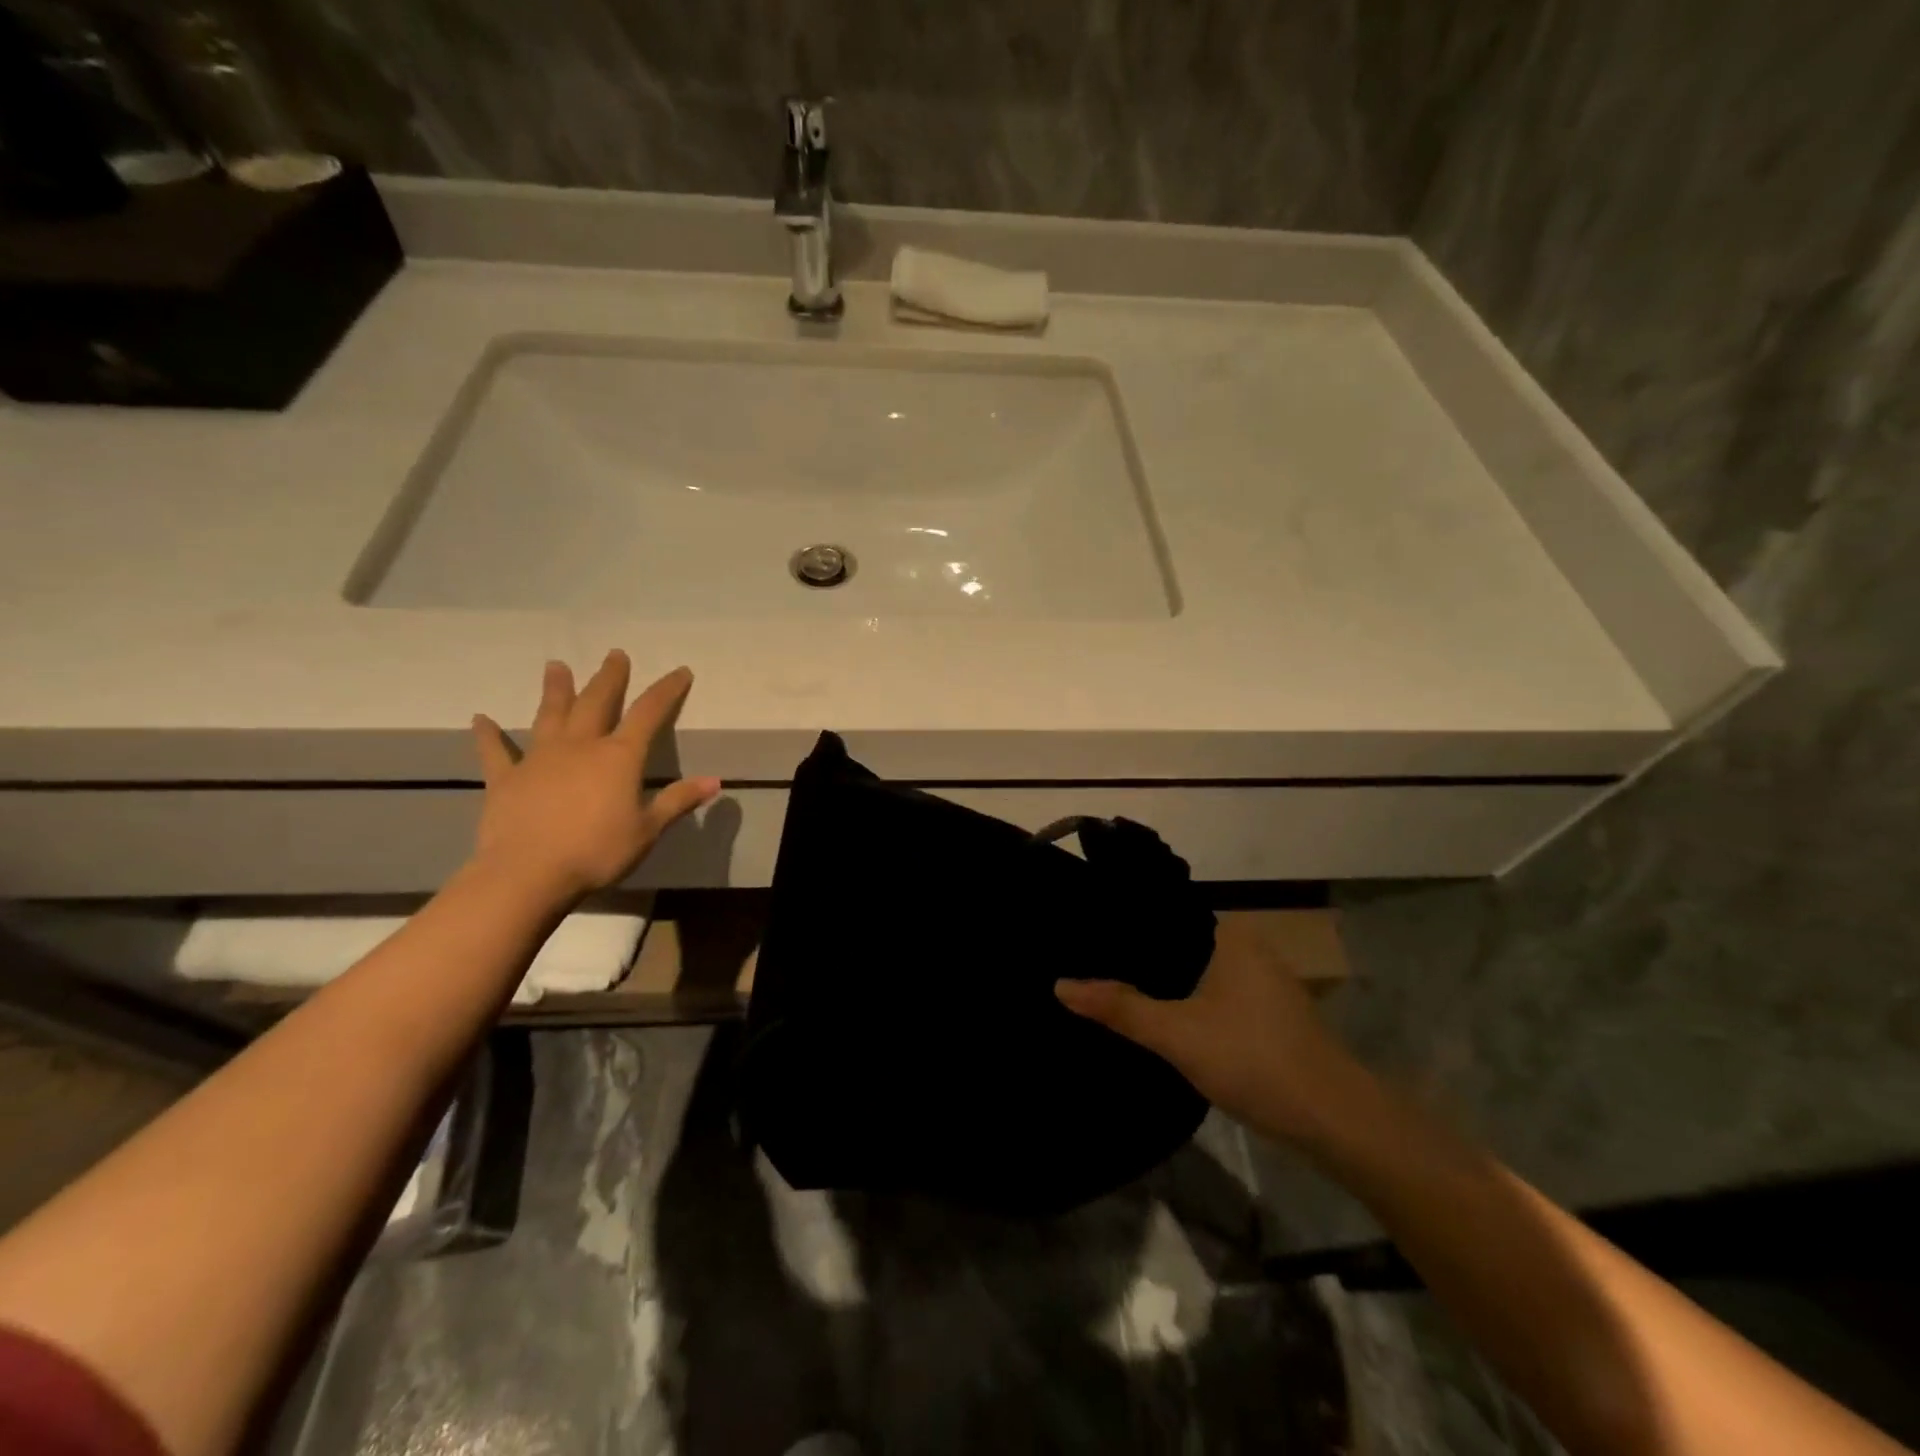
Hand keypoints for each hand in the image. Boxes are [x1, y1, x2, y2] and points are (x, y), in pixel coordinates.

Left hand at [469, 651, 720, 904]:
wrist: (527, 874)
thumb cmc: (597, 852)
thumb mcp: (647, 830)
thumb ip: (677, 801)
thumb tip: (714, 781)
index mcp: (619, 757)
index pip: (649, 713)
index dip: (667, 690)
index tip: (680, 671)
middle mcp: (580, 746)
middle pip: (597, 702)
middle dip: (610, 678)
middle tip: (615, 654)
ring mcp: (539, 759)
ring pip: (550, 715)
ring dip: (555, 690)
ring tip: (556, 666)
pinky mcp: (506, 779)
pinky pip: (496, 752)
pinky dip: (488, 735)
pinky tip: (480, 719)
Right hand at [1055, 915, 1366, 1145]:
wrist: (1335, 1121)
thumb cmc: (1254, 1060)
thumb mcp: (1176, 1034)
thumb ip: (1119, 1008)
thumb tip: (1059, 985)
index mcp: (1229, 934)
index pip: (1164, 914)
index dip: (1124, 925)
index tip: (1083, 935)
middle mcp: (1248, 947)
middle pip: (1178, 946)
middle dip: (1138, 957)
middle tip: (1086, 963)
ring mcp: (1263, 982)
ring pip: (1196, 973)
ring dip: (1163, 984)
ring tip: (1111, 986)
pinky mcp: (1268, 1015)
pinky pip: (1214, 995)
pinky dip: (1186, 1003)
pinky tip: (1158, 1018)